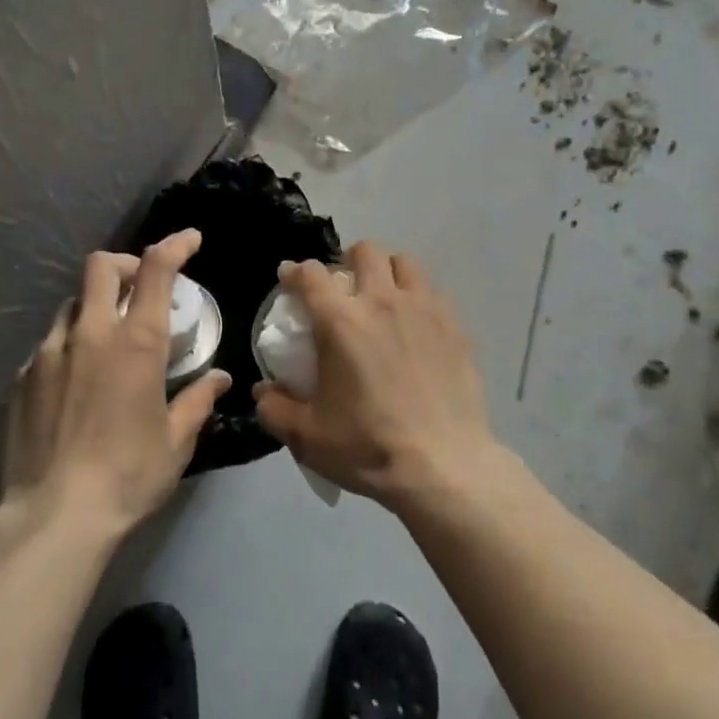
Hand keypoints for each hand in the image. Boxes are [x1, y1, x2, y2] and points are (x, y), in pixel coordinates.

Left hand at [3, 229, 229, 535]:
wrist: (54, 515)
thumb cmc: (128, 475)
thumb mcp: (175, 441)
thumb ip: (197, 401)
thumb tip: (219, 379)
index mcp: (135, 342)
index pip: (156, 269)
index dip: (175, 245)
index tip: (190, 240)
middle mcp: (90, 333)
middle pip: (101, 267)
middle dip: (126, 265)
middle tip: (141, 287)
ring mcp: (50, 352)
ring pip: (72, 303)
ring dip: (95, 306)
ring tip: (107, 339)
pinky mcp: (23, 376)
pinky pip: (50, 342)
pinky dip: (70, 343)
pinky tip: (77, 379)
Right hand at [253, 241, 496, 511]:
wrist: (444, 467)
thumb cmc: (369, 447)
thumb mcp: (308, 437)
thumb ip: (276, 409)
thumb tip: (263, 391)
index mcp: (341, 321)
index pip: (312, 274)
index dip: (296, 271)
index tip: (290, 280)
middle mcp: (382, 302)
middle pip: (365, 251)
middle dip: (348, 261)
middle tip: (344, 289)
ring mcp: (424, 310)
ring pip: (405, 262)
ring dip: (388, 271)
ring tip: (384, 297)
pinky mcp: (455, 327)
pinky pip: (434, 293)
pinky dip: (419, 298)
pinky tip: (417, 325)